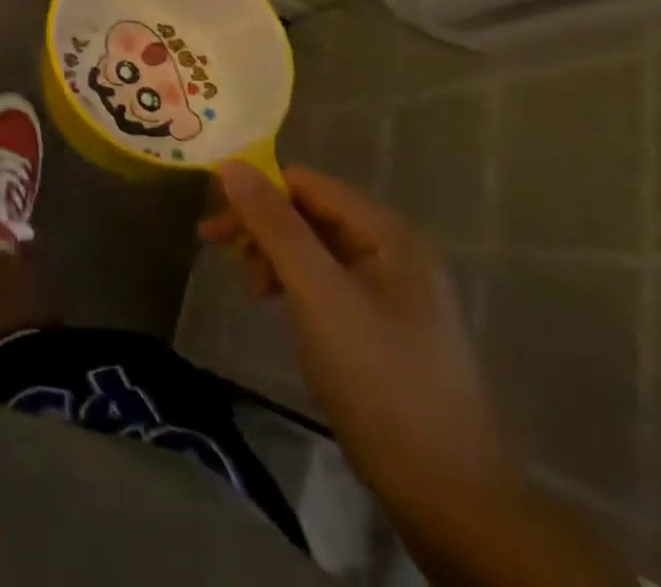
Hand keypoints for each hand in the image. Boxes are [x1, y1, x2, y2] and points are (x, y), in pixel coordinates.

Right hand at [200, 165, 510, 519]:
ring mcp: (391, 290)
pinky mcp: (382, 324)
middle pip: (308, 212)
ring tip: (251, 290)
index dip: (256, 191)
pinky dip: (292, 283)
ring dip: (272, 256)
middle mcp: (394, 251)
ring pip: (313, 247)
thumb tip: (230, 164)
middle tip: (215, 247)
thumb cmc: (378, 379)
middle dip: (261, 227)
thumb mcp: (317, 293)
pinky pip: (325, 280)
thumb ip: (275, 225)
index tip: (214, 218)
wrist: (446, 496)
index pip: (306, 184)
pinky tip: (277, 306)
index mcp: (389, 234)